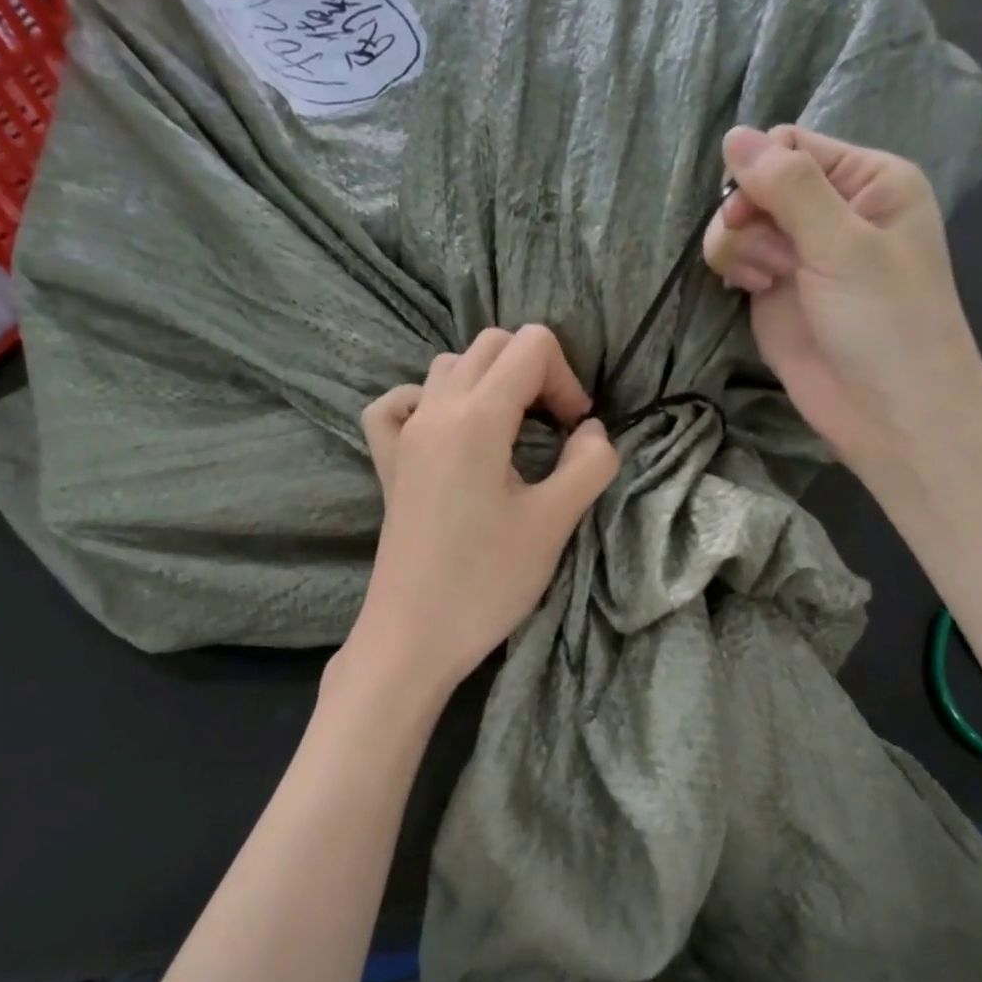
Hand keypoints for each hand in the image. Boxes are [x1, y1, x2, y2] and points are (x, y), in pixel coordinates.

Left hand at [347, 325, 619, 698]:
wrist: (413, 636)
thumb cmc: (487, 583)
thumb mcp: (553, 523)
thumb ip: (588, 464)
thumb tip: (592, 431)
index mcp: (476, 418)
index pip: (531, 347)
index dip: (567, 380)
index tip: (575, 432)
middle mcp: (434, 411)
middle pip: (491, 346)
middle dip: (535, 373)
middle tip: (554, 430)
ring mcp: (404, 435)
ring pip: (449, 367)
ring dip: (490, 383)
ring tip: (511, 433)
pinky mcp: (388, 464)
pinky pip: (398, 405)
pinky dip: (427, 401)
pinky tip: (447, 433)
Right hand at [703, 125, 981, 471]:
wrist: (889, 412)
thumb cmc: (885, 322)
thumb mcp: (843, 244)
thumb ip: (789, 188)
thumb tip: (734, 136)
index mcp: (867, 183)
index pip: (792, 147)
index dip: (761, 171)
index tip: (750, 209)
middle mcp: (832, 213)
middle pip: (758, 184)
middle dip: (748, 215)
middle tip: (769, 257)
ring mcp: (800, 256)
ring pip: (740, 225)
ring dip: (740, 246)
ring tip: (766, 281)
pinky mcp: (774, 295)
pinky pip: (737, 262)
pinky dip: (735, 270)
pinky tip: (753, 290)